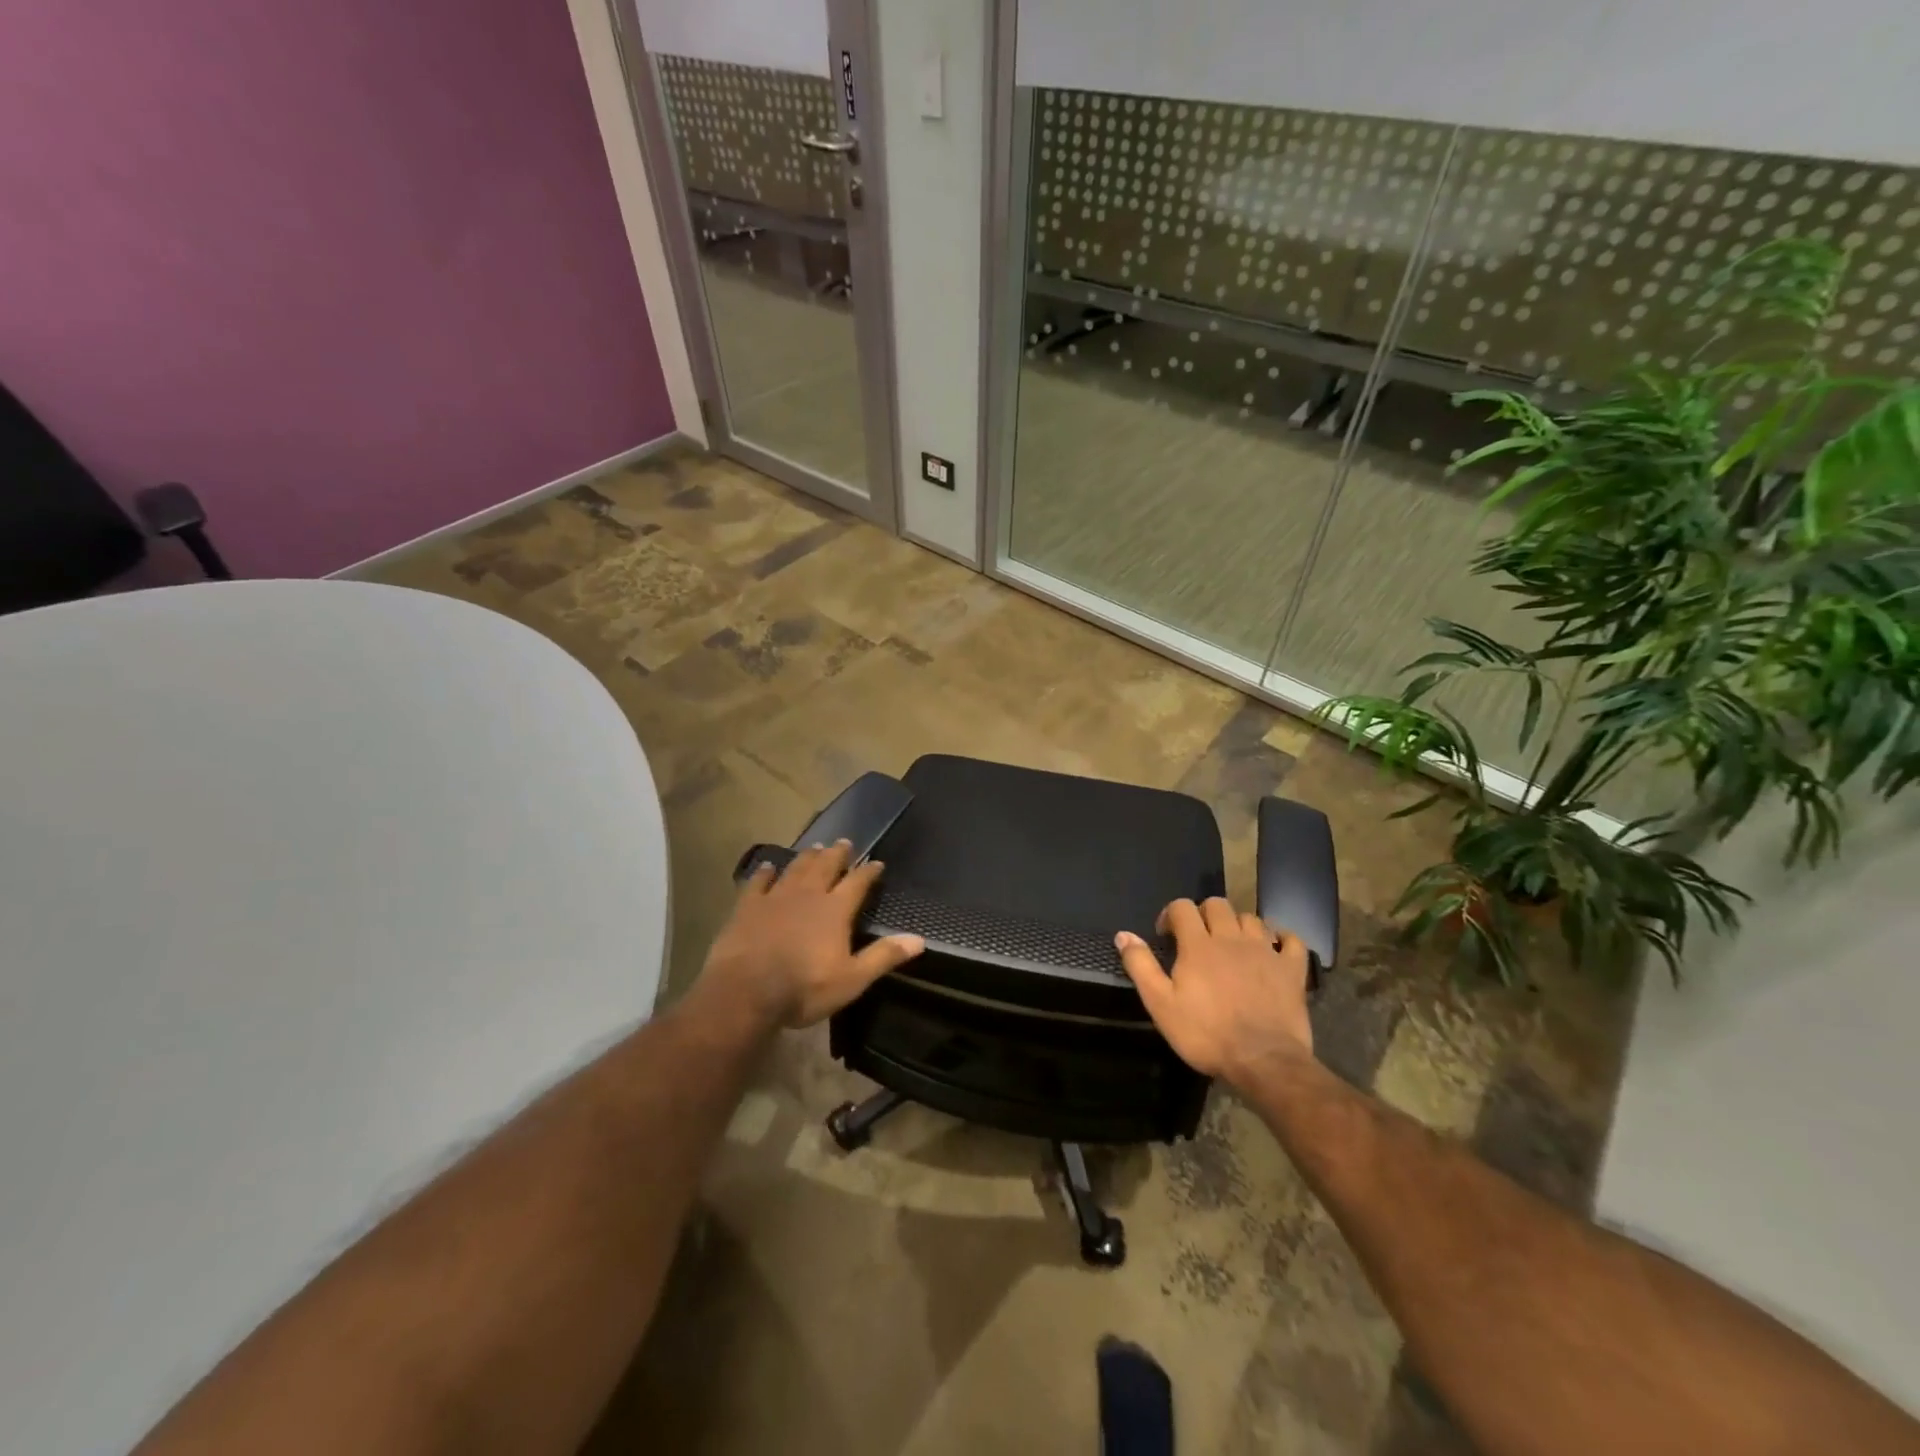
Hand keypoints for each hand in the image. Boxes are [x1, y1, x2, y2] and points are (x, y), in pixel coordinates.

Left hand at [700, 840, 924, 1029]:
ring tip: (815, 847)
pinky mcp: (748, 906)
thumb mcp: (852, 979)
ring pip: (795, 868)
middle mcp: (808, 895)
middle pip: (825, 867)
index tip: (877, 862)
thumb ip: (884, 956)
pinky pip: (758, 882)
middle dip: (837, 854)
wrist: (746, 991)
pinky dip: (765, 872)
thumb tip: (919, 939)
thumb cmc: (804, 988)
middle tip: (844, 842)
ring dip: (807, 857)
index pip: (857, 883)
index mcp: (835, 910)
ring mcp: (775, 897)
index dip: (868, 872)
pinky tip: (768, 866)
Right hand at [1114, 898, 1313, 1084]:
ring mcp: (1265, 951)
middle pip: (1218, 904)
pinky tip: (1275, 947)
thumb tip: (1123, 935)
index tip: (1167, 935)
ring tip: (1232, 944)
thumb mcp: (1161, 1004)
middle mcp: (1232, 938)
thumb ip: (1141, 966)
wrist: (1263, 1061)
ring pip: (1251, 918)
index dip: (1171, 914)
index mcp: (1198, 944)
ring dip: (1238, 925)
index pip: (1183, 907)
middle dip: (1204, 913)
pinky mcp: (1292, 970)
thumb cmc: (1206, 1034)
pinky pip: (1291, 940)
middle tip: (1198, 937)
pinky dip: (1282, 938)